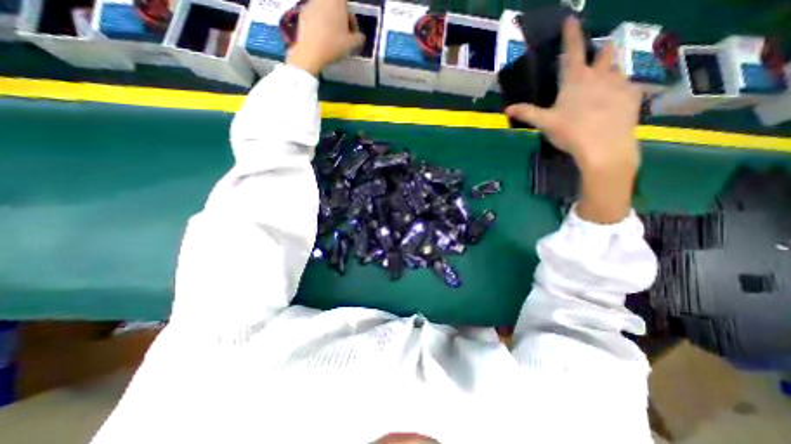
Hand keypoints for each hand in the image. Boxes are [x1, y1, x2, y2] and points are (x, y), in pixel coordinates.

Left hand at [286, 0, 366, 73]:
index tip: (352, 32)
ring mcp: (311, 3)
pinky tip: (322, 39)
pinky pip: (316, 16)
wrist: (310, 51)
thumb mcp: (351, 44)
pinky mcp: (303, 12)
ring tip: (333, 39)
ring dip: (331, 22)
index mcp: (337, 1)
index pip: (348, 5)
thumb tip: (360, 36)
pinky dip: (321, 25)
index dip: (351, 19)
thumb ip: (359, 38)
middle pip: (336, 7)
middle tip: (344, 36)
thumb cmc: (333, 45)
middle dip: (342, 20)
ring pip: (326, 11)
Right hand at [506, 17, 640, 223]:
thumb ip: (527, 113)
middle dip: (600, 52)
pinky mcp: (633, 96)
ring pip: (617, 69)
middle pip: (604, 53)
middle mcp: (600, 75)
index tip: (571, 18)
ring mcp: (619, 84)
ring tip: (603, 85)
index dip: (571, 33)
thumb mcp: (544, 123)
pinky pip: (628, 86)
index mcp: (575, 80)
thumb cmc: (570, 132)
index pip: (572, 49)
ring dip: (610, 72)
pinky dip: (620, 90)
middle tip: (595, 60)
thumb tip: (506, 109)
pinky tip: (614, 102)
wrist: (604, 147)